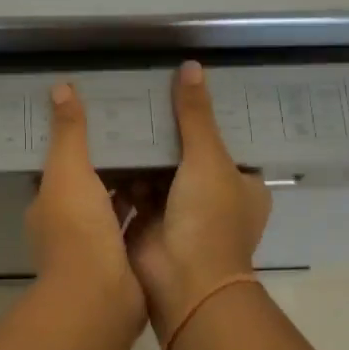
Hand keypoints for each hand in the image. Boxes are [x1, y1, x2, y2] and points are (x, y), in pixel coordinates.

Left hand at [26, 84, 145, 331]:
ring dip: (132, 187)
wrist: (100, 299)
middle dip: (111, 163)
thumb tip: (60, 87)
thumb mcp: (70, 171)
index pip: (61, 165)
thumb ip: (69, 131)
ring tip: (162, 154)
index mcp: (49, 203)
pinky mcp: (122, 264)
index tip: (104, 118)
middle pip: (90, 185)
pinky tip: (174, 191)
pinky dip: (150, 212)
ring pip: (114, 208)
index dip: (79, 143)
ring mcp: (94, 249)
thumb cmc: (78, 230)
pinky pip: (136, 227)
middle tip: (140, 132)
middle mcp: (67, 226)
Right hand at [126, 62, 271, 338]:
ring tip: (120, 109)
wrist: (183, 283)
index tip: (183, 88)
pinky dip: (123, 171)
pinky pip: (135, 187)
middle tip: (143, 93)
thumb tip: (191, 66)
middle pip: (189, 153)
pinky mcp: (149, 220)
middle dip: (168, 131)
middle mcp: (214, 197)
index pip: (227, 141)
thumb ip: (195, 114)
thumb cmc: (209, 218)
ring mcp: (180, 211)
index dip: (206, 116)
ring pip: (160, 170)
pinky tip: (105, 141)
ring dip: (142, 150)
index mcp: (243, 184)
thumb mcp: (208, 158)